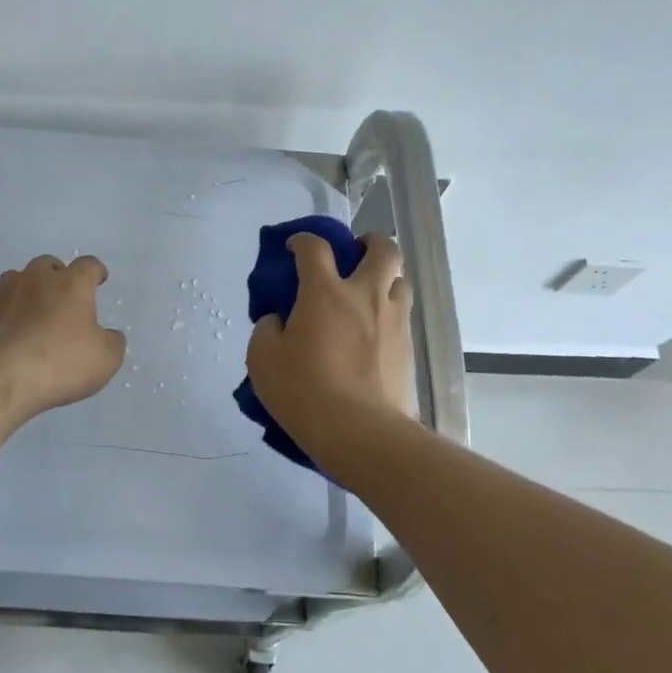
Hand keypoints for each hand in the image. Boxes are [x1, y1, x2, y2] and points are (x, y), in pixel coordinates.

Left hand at [0, 254, 126, 422]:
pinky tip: (7, 336)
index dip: (96, 271)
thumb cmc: (60, 363)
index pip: (88, 265)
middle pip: (47, 264)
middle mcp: (36, 280)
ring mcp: (2, 295)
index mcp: (71, 285)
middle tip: (63, 295)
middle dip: (57, 275)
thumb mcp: (105, 359)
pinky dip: (3, 317)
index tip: (99, 278)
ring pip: (16, 279)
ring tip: (32, 311)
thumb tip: (108, 335)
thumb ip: (112, 342)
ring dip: (26, 290)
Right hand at [246, 232, 417, 437]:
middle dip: (369, 242)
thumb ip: (267, 330)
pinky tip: (375, 334)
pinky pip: (403, 317)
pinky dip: (390, 314)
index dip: (302, 240)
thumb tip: (278, 321)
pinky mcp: (408, 348)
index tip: (294, 247)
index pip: (315, 247)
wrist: (360, 431)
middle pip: (383, 249)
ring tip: (370, 294)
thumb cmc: (304, 391)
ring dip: (386, 278)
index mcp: (325, 292)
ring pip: (401, 280)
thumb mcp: (263, 360)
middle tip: (355, 255)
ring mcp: (393, 321)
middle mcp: (365, 295)